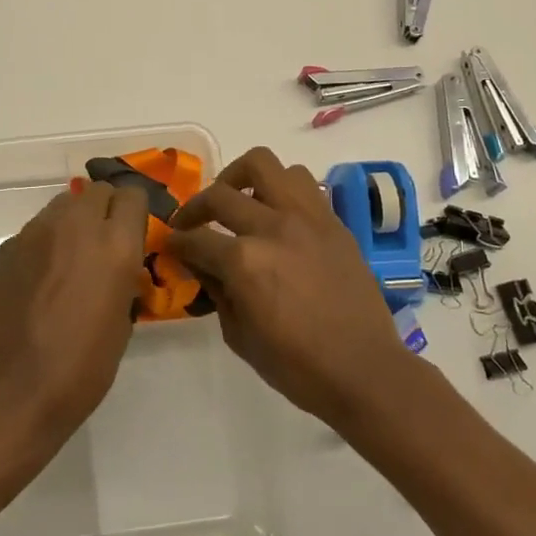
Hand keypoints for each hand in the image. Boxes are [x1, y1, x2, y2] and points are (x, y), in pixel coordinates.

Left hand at [0, 179, 149, 451]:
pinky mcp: (8, 247)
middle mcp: (77, 226)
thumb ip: (123, 279)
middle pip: (96, 191)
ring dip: (72, 222)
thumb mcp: (122, 322)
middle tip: (102, 244)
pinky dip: (44, 244)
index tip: (133, 232)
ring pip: (62, 205)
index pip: (133, 195)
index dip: (134, 211)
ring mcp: (36, 233)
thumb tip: (119, 268)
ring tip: (68, 259)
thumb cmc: (82, 366)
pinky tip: (38, 279)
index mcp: (115, 245)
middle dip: (104, 209)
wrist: (16, 389)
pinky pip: (35, 231)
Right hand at [167, 147, 418, 426]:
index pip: (196, 239)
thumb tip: (201, 264)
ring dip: (240, 178)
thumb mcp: (239, 336)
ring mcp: (306, 218)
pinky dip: (280, 189)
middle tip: (192, 223)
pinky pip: (301, 182)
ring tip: (237, 201)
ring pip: (265, 165)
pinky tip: (275, 214)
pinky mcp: (332, 221)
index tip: (171, 244)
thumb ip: (216, 290)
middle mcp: (273, 227)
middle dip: (196, 207)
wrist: (365, 371)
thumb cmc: (297, 366)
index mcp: (245, 262)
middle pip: (220, 193)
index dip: (177, 242)